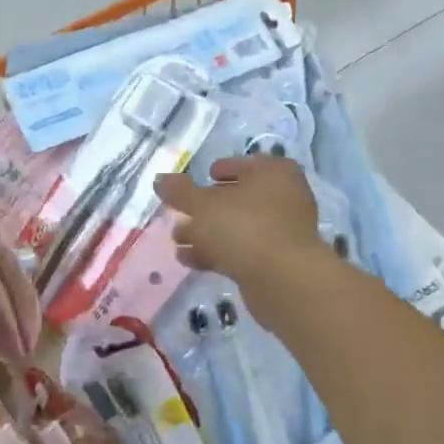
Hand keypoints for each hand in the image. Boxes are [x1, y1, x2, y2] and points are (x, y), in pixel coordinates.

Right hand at [156, 156, 334, 319]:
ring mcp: (282, 231)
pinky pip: (242, 250)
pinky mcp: (276, 260)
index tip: (201, 178)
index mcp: (273, 172)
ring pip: (238, 227)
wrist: (282, 279)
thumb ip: (179, 192)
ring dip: (207, 233)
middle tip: (180, 215)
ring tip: (177, 240)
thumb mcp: (202, 205)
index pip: (244, 164)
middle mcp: (284, 197)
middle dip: (206, 208)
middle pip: (238, 198)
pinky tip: (189, 260)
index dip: (220, 170)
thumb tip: (159, 179)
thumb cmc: (244, 227)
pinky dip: (216, 252)